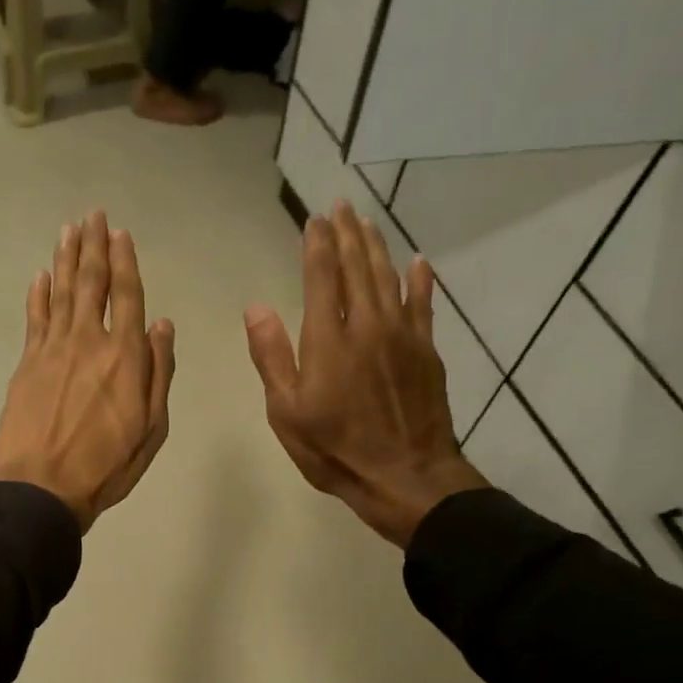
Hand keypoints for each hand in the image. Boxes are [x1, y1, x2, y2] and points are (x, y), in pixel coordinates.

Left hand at [0, 211, 176, 531]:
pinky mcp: (27, 362)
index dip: (124, 261)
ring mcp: (53, 349)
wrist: (42, 485)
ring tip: (68, 229)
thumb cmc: (106, 464)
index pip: (128, 296)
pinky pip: (34, 318)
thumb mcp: (152, 427)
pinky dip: (38, 294)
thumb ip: (159, 373)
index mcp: (126, 356)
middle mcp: (89, 341)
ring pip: (60, 292)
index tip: (120, 233)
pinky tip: (40, 276)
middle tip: (92, 215)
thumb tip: (163, 325)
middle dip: (93, 246)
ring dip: (65, 258)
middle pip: (91, 283)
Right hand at [245, 199, 486, 547]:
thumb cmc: (335, 450)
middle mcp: (367, 325)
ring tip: (367, 222)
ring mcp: (402, 335)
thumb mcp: (287, 413)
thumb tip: (256, 307)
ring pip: (389, 278)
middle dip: (347, 234)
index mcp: (328, 340)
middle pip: (358, 267)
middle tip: (341, 207)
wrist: (404, 475)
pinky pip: (424, 304)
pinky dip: (420, 280)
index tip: (314, 220)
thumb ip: (272, 357)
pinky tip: (418, 261)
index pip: (322, 277)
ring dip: (377, 247)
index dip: (317, 245)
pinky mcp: (427, 351)